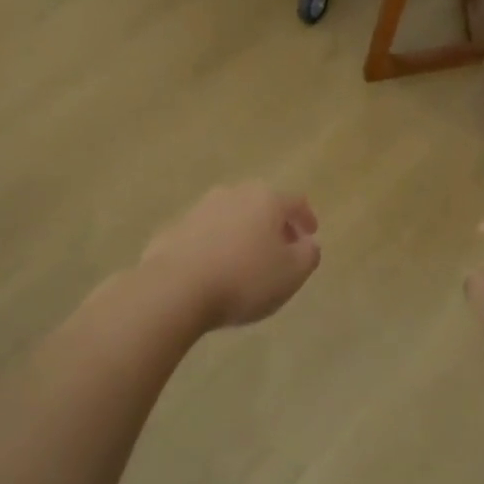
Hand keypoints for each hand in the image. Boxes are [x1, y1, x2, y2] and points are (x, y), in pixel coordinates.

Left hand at [140, 183, 321, 329]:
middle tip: (281, 248)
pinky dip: (216, 247)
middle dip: (273, 225)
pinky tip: (215, 270)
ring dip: (242, 234)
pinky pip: (204, 235)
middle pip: (261, 205)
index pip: (294, 202)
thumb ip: (308, 255)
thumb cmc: (244, 279)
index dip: (306, 218)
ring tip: (246, 262)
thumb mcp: (292, 273)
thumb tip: (307, 243)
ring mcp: (199, 209)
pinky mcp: (173, 229)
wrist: (175, 288)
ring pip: (231, 217)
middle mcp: (232, 194)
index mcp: (265, 199)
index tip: (310, 235)